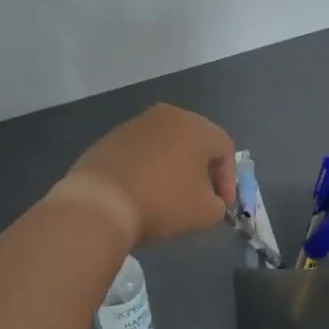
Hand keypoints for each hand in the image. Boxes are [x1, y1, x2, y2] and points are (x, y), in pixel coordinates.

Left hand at [57, 103, 238, 247]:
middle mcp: (168, 115)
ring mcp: (136, 124)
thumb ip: (218, 204)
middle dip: (202, 171)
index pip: (225, 149)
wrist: (99, 203)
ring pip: (167, 145)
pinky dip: (148, 169)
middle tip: (200, 199)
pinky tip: (142, 193)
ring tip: (169, 197)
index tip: (221, 207)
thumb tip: (210, 201)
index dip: (228, 180)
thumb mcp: (205, 213)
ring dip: (174, 168)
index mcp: (196, 126)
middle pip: (196, 142)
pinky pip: (141, 152)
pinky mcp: (111, 137)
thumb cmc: (162, 202)